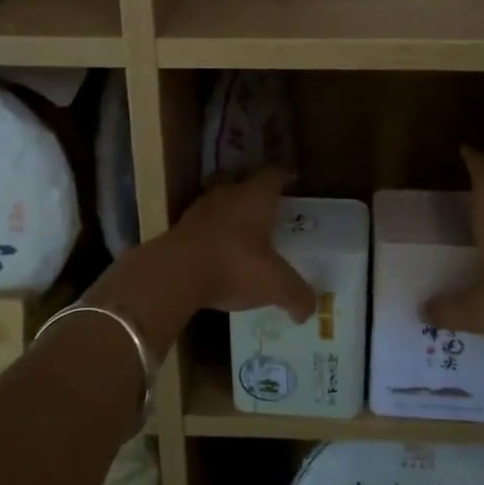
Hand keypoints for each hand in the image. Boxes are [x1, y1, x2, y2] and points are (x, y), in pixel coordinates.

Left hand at [89, 168, 314, 352]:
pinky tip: (219, 255)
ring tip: (245, 236)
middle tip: (273, 215)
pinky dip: (214, 235)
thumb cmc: (234, 265)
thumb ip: (296, 295)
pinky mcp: (180, 228)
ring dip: (233, 216)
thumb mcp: (274, 284)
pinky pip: (204, 225)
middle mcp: (228, 194)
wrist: (174, 273)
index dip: (286, 177)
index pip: (274, 174)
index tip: (294, 182)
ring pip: (223, 204)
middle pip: (247, 186)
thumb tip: (309, 310)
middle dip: (259, 198)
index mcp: (256, 196)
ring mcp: (200, 209)